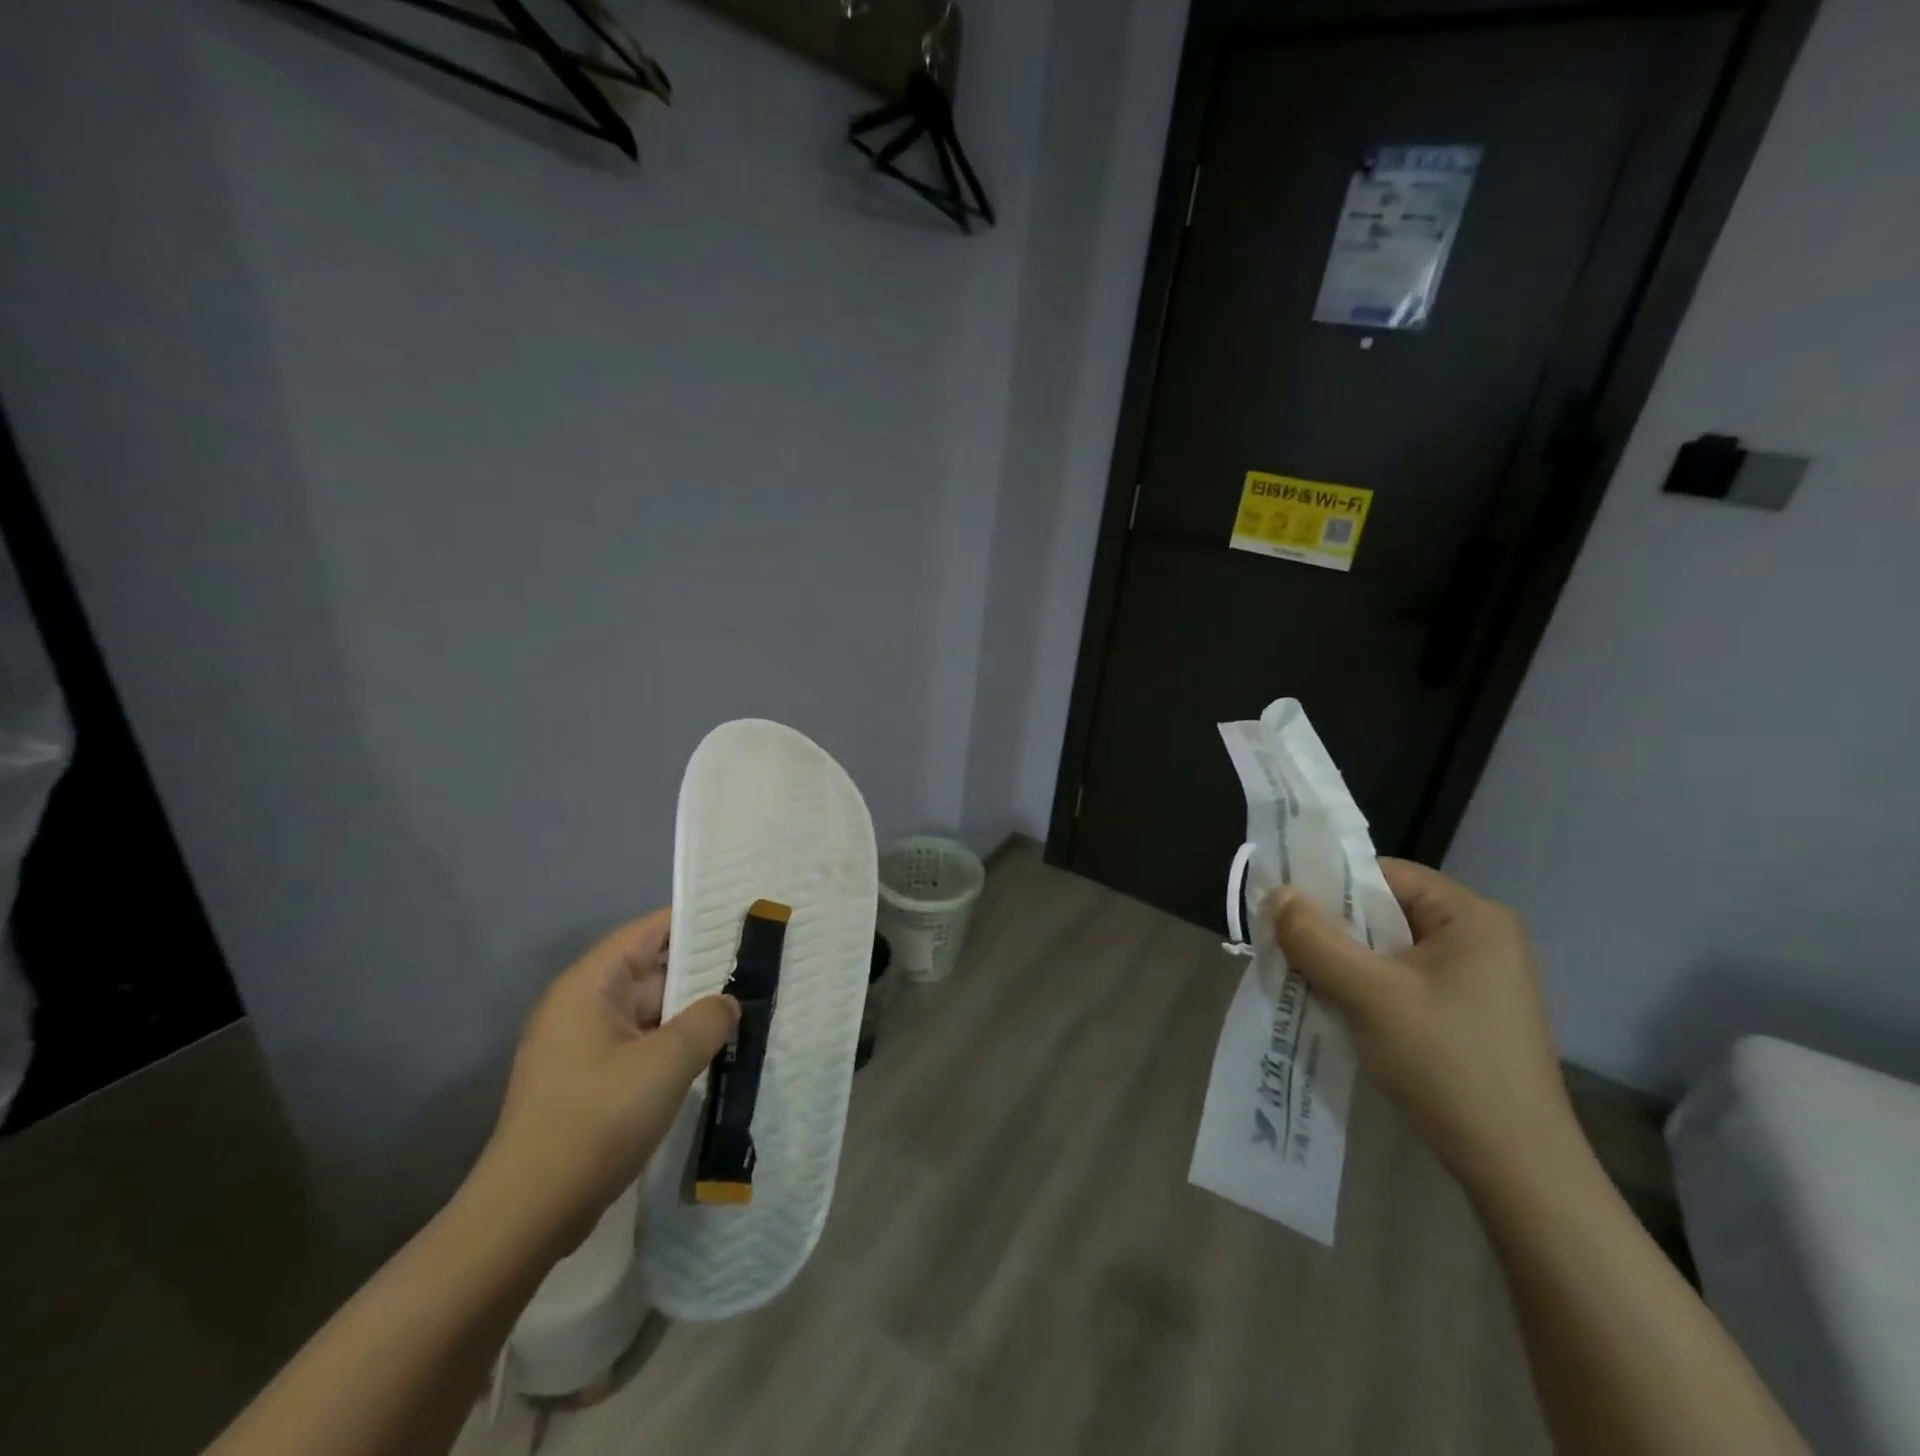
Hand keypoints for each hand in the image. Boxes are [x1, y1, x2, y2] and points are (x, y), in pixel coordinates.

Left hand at [480, 911, 738, 1250]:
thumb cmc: (597, 1120)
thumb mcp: (666, 1062)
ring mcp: (584, 1046)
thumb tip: (728, 1003)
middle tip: (758, 969)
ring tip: (747, 1009)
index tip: (742, 921)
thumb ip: (708, 1020)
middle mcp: (582, 1006)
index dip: (695, 922)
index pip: (648, 931)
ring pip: (651, 1013)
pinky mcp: (590, 1082)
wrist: (529, 1214)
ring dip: (692, 1014)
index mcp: (590, 985)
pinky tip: (714, 1054)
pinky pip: (642, 1046)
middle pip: (652, 971)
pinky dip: (675, 1045)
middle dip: (702, 972)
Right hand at [1270, 861, 1579, 1193]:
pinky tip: (1342, 1007)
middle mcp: (1482, 936)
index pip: (1384, 874)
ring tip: (1307, 978)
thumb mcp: (1368, 993)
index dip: (1331, 887)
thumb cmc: (1446, 1063)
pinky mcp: (1471, 1011)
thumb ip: (1315, 938)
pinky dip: (1368, 985)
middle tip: (1288, 947)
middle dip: (1335, 928)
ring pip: (1391, 948)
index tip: (1287, 912)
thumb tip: (1276, 894)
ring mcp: (1480, 977)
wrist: (1517, 1168)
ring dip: (1347, 960)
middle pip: (1386, 910)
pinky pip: (1404, 978)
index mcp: (1472, 916)